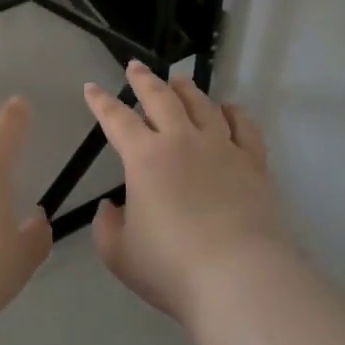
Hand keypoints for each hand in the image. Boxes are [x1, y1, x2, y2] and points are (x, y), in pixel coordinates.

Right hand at [85, 62, 294, 326]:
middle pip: (161, 98)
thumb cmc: (172, 267)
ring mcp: (221, 148)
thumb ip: (107, 227)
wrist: (240, 278)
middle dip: (144, 79)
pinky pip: (243, 127)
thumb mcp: (120, 255)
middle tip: (135, 66)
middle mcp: (182, 141)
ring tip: (178, 80)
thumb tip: (111, 208)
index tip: (92, 88)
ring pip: (202, 105)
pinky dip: (234, 113)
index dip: (102, 102)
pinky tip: (228, 108)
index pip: (117, 119)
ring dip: (186, 89)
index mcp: (145, 157)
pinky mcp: (253, 163)